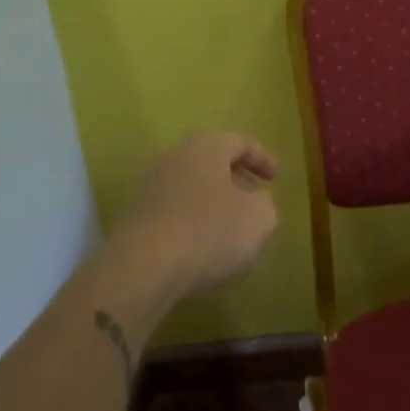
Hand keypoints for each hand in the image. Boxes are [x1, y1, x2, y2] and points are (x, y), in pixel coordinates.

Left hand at [109, 132, 279, 302]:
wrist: (142, 268)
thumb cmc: (210, 232)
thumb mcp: (260, 219)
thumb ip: (266, 204)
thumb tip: (256, 201)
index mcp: (206, 147)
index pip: (239, 142)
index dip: (262, 158)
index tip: (276, 178)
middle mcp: (174, 157)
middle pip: (211, 161)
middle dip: (235, 179)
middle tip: (254, 199)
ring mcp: (148, 186)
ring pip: (190, 186)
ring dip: (212, 202)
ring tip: (229, 227)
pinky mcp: (134, 217)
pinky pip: (172, 211)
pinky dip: (191, 221)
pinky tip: (201, 246)